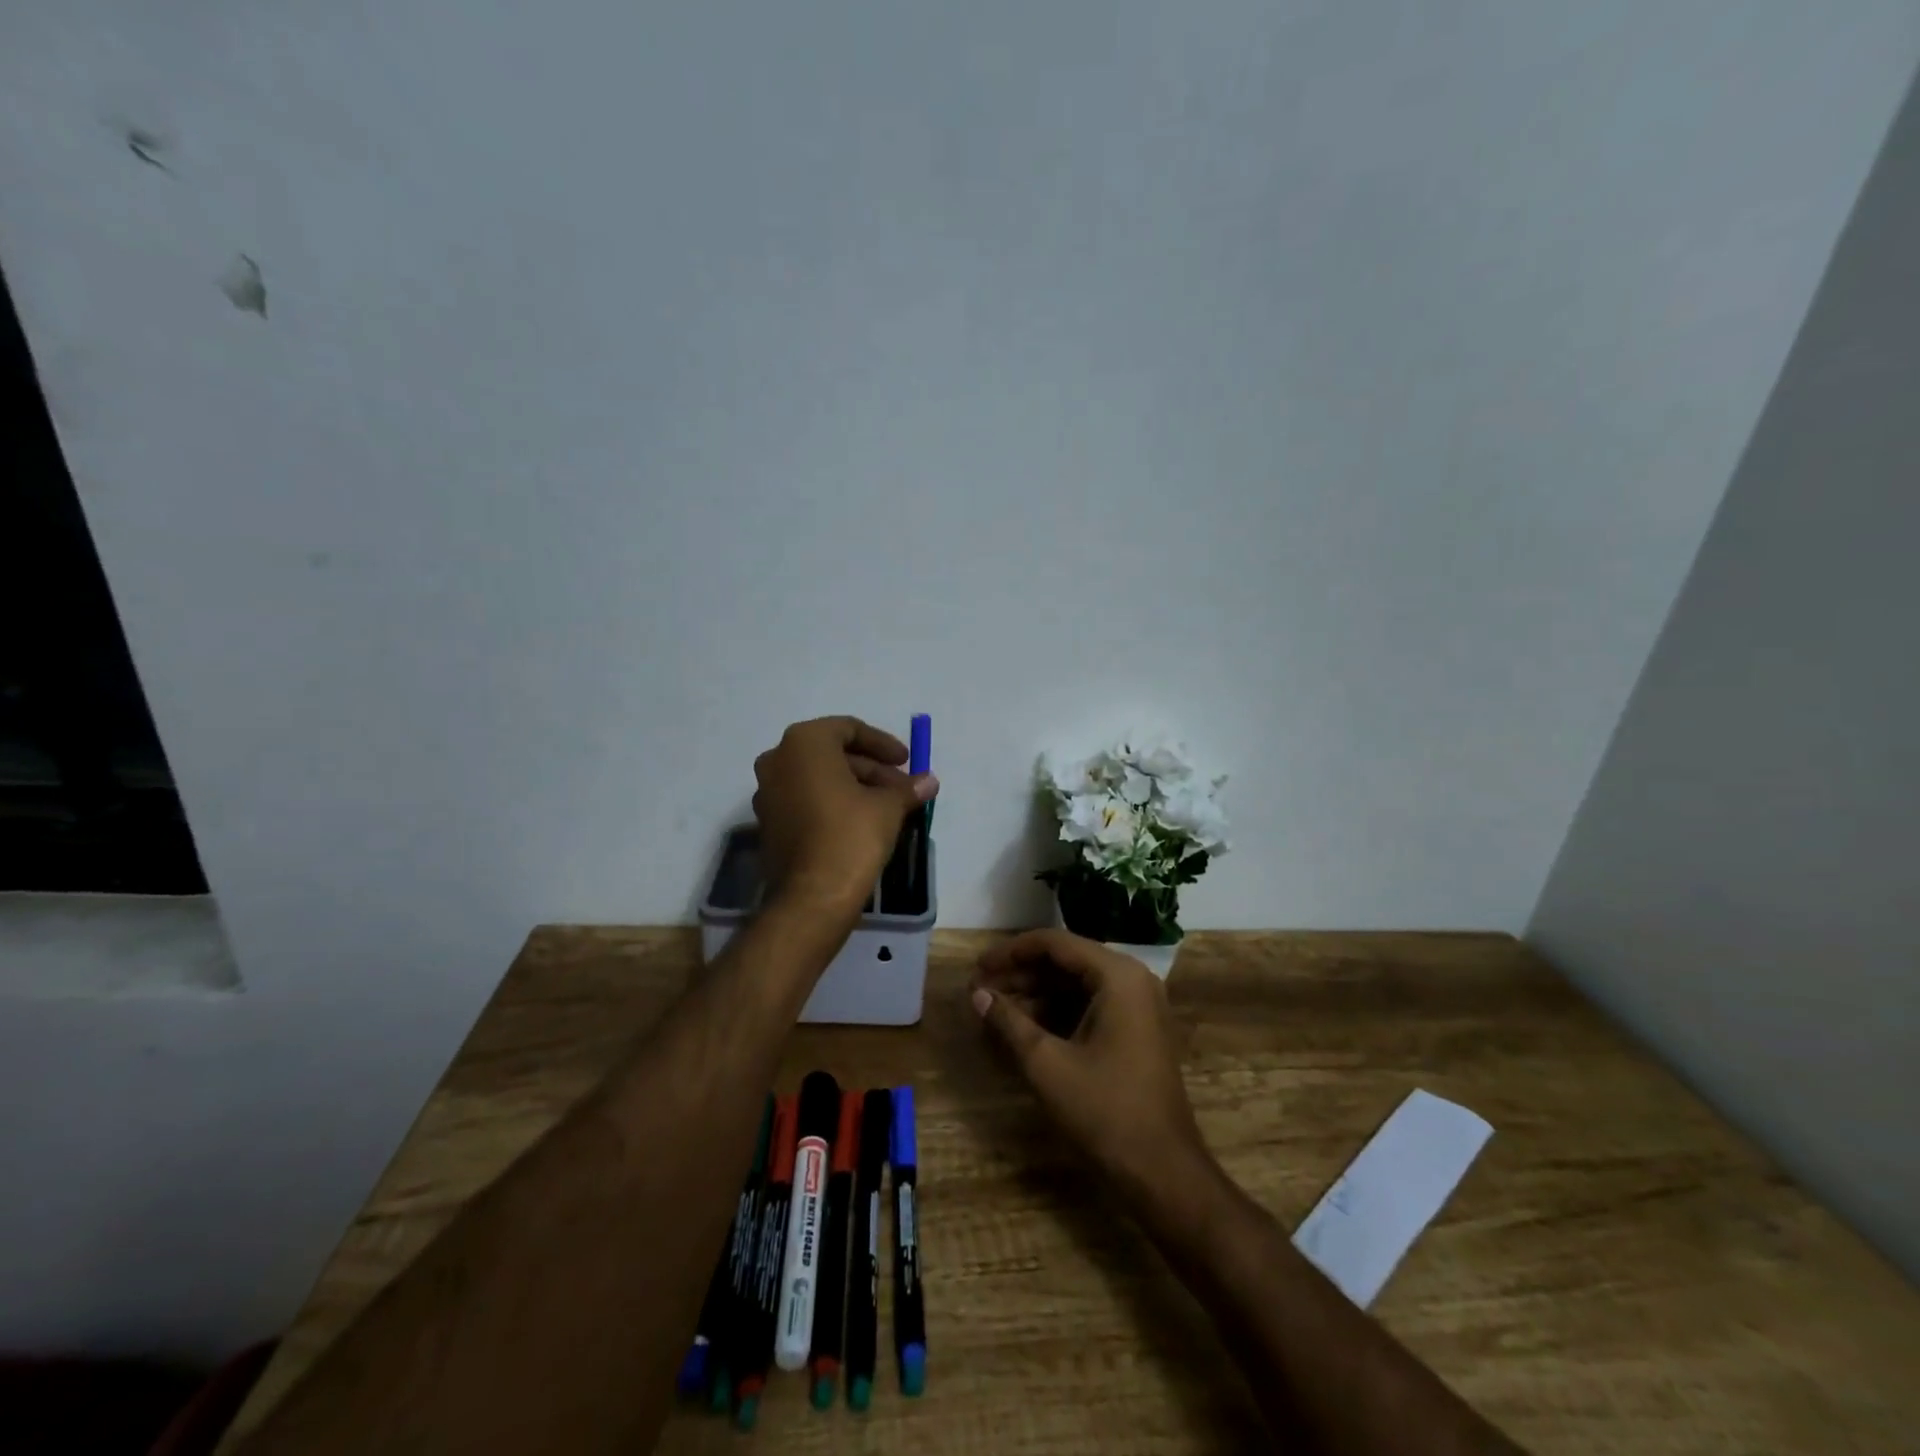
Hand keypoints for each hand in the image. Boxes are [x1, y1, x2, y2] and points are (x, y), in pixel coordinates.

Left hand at [752, 716, 937, 919]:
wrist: (812, 897)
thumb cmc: (851, 836)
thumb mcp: (888, 807)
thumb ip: (907, 788)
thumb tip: (929, 781)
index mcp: (804, 743)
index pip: (848, 729)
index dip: (882, 744)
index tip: (906, 761)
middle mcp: (778, 760)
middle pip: (833, 753)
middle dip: (871, 769)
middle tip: (902, 788)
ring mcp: (768, 793)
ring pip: (819, 778)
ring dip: (855, 786)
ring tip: (889, 807)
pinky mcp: (769, 822)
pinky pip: (806, 799)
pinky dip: (834, 803)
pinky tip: (863, 822)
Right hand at [971, 930, 1213, 1214]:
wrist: (1163, 1172)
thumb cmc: (1104, 1111)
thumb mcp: (1047, 1064)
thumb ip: (1009, 1021)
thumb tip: (977, 993)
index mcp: (1117, 975)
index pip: (1055, 943)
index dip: (1011, 952)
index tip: (978, 967)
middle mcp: (1132, 979)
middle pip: (1066, 961)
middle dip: (1021, 974)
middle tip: (980, 990)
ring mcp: (1139, 1006)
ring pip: (1077, 985)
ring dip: (1036, 994)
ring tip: (994, 1009)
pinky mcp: (1137, 1030)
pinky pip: (1091, 1006)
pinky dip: (1057, 1013)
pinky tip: (1024, 1028)